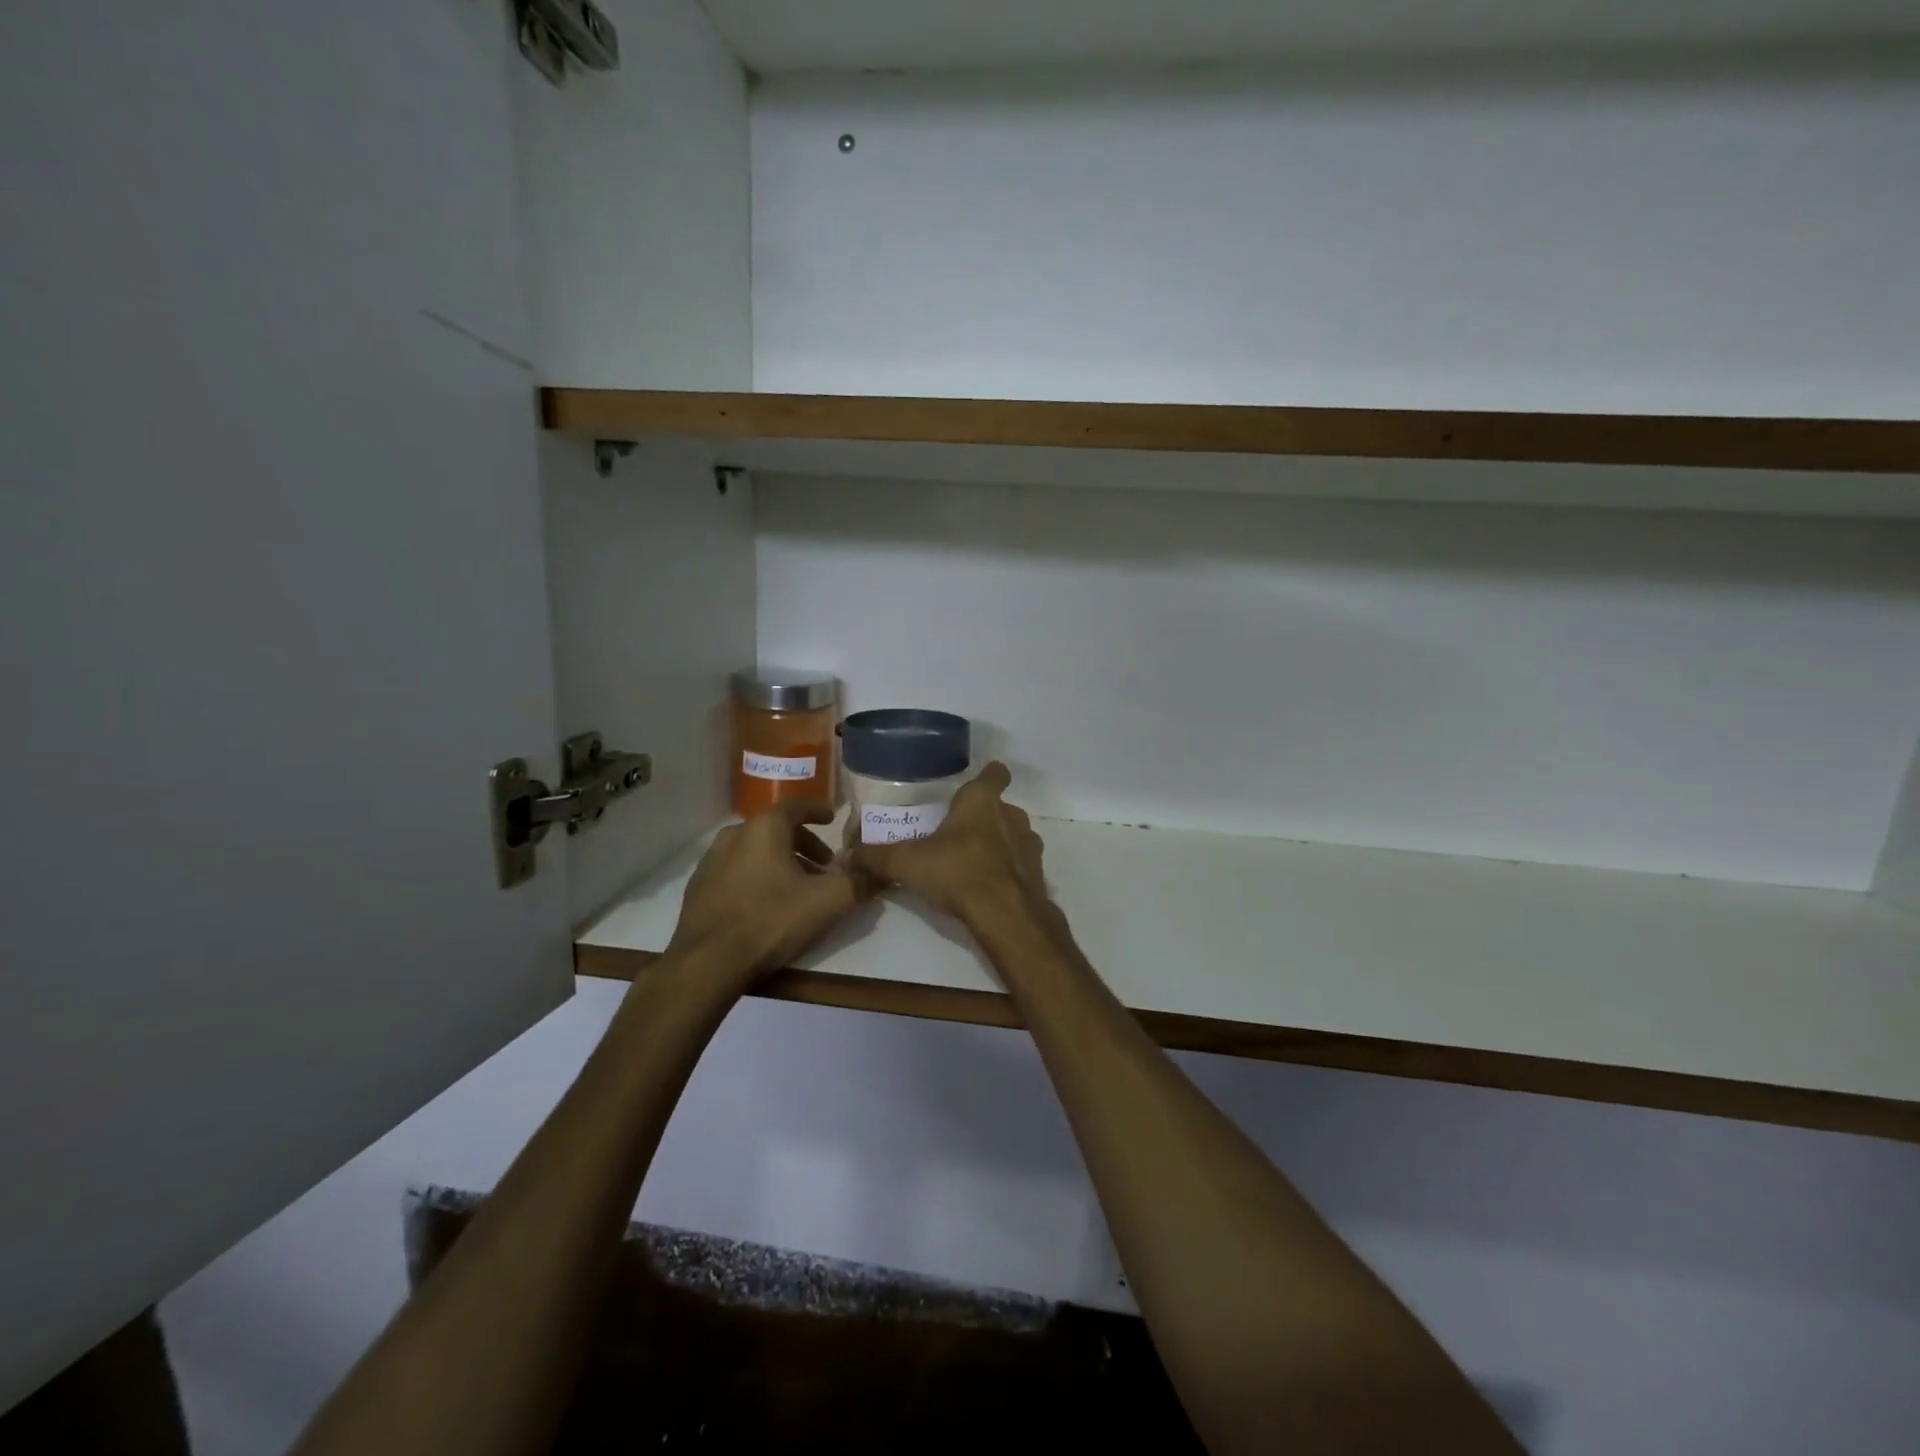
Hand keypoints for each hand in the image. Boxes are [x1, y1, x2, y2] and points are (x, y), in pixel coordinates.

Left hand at [667, 801, 868, 991]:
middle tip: (823, 866)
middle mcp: (734, 835)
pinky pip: (736, 871)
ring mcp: (711, 861)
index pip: (796, 806)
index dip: (818, 810)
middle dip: (804, 844)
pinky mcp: (698, 887)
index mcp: (764, 828)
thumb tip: (879, 873)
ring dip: (780, 862)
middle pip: (776, 830)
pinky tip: (766, 903)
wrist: (707, 963)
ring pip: (755, 851)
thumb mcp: (827, 902)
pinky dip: (757, 876)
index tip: (832, 819)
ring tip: (798, 887)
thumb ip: (858, 883)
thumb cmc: (771, 920)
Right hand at [848, 762, 1050, 928]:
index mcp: (982, 801)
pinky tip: (988, 888)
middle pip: (999, 807)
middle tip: (955, 835)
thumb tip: (846, 857)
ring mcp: (1029, 843)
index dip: (988, 775)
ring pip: (1012, 835)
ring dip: (997, 844)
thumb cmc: (958, 872)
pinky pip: (1020, 863)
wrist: (1006, 915)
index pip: (995, 773)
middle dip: (982, 818)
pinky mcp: (1038, 872)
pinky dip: (1007, 871)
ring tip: (971, 864)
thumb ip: (877, 858)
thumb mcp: (908, 864)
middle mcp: (1011, 815)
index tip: (973, 785)